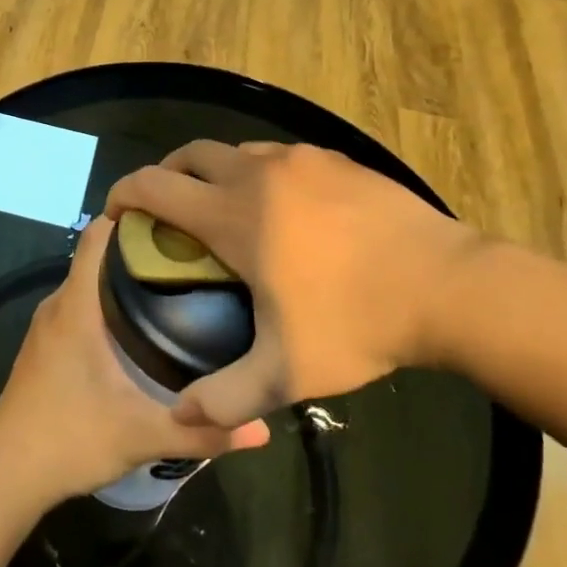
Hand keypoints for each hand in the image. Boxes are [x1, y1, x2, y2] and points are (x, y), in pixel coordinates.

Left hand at [0, 217, 270, 503]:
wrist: (5, 474)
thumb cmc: (69, 439)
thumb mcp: (142, 436)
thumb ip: (203, 432)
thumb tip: (262, 429)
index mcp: (76, 308)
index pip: (96, 237)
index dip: (129, 216)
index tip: (174, 214)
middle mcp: (57, 306)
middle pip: (96, 257)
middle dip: (139, 249)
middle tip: (190, 254)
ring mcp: (45, 328)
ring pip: (86, 284)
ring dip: (121, 278)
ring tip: (172, 285)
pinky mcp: (42, 349)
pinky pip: (77, 307)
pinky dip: (105, 303)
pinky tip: (136, 327)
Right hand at [104, 141, 483, 432]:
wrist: (450, 286)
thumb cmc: (357, 323)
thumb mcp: (286, 373)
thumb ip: (225, 397)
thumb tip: (180, 415)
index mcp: (233, 214)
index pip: (155, 185)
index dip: (125, 193)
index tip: (117, 212)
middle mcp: (258, 173)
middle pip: (190, 154)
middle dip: (167, 175)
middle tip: (167, 210)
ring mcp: (301, 160)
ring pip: (237, 151)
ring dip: (216, 173)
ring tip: (225, 211)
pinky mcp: (336, 160)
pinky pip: (280, 156)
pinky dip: (260, 173)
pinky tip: (283, 210)